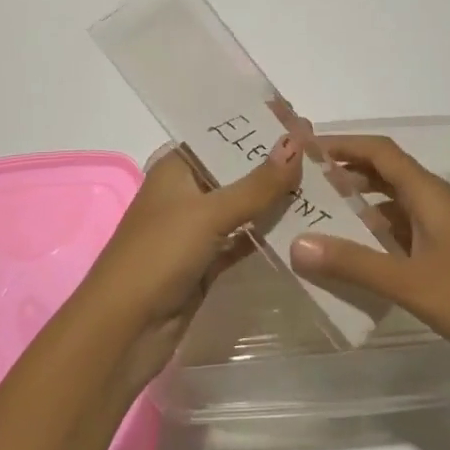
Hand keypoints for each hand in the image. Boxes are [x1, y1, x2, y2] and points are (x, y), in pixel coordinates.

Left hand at [79, 135, 302, 386]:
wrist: (124, 329)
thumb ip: (256, 183)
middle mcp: (186, 191)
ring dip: (277, 198)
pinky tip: (305, 225)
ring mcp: (197, 228)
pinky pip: (245, 239)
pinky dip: (269, 232)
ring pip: (244, 206)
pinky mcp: (208, 262)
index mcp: (176, 166)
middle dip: (275, 163)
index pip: (223, 135)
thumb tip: (296, 141)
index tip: (302, 120)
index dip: (259, 127)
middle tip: (322, 153)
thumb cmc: (159, 255)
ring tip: (324, 184)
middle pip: (237, 170)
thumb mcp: (209, 213)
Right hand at [291, 134, 449, 383]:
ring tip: (321, 218)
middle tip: (303, 185)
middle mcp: (439, 202)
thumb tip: (296, 244)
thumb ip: (353, 263)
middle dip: (345, 174)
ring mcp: (449, 228)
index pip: (380, 151)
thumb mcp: (411, 283)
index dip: (343, 144)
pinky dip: (380, 233)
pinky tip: (361, 255)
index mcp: (430, 194)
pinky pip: (408, 229)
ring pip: (396, 203)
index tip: (304, 149)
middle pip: (386, 173)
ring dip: (361, 205)